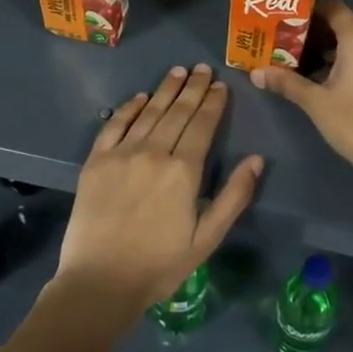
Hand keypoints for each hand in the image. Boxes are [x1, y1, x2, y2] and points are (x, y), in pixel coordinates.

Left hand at [56, 63, 263, 313]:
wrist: (99, 283)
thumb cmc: (159, 265)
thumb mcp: (207, 238)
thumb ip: (234, 197)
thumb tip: (256, 160)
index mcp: (184, 171)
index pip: (203, 125)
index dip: (214, 103)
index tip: (221, 85)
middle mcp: (153, 153)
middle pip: (177, 112)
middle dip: (193, 88)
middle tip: (203, 68)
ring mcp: (121, 154)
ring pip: (149, 112)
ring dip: (165, 90)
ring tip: (178, 72)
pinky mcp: (96, 162)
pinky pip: (114, 125)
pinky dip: (129, 108)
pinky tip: (140, 97)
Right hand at [251, 0, 352, 196]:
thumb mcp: (314, 101)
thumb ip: (286, 82)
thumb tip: (255, 73)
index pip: (334, 8)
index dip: (311, 9)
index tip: (287, 17)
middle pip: (346, 22)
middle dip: (319, 28)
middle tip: (291, 37)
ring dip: (333, 45)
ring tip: (302, 56)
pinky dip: (347, 58)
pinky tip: (324, 75)